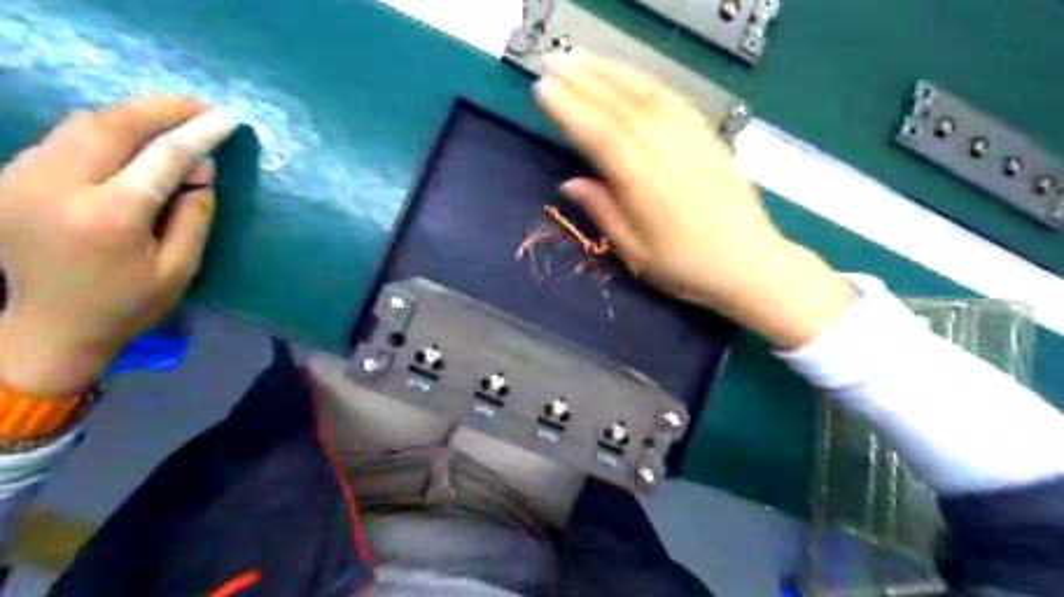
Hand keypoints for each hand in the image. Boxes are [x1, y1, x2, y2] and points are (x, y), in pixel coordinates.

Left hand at [1, 99, 236, 396]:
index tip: (227, 118)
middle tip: (200, 109)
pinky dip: (104, 130)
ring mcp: (22, 178)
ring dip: (131, 116)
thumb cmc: (129, 303)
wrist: (49, 327)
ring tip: (172, 121)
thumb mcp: (181, 267)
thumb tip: (203, 166)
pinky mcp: (10, 178)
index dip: (197, 132)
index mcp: (109, 217)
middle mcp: (56, 187)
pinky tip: (131, 140)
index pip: (161, 156)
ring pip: (81, 123)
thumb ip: (195, 213)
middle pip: (110, 124)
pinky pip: (64, 138)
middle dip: (160, 108)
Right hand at [536, 50, 853, 349]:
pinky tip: (627, 75)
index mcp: (644, 185)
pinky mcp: (708, 136)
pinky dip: (646, 81)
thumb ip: (603, 213)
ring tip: (580, 57)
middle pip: (620, 107)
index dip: (569, 110)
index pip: (600, 135)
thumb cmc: (686, 268)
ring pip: (646, 95)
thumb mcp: (636, 253)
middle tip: (552, 62)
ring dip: (610, 72)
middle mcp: (667, 153)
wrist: (748, 263)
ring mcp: (691, 140)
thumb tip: (569, 183)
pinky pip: (674, 99)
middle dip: (582, 81)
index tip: (543, 89)